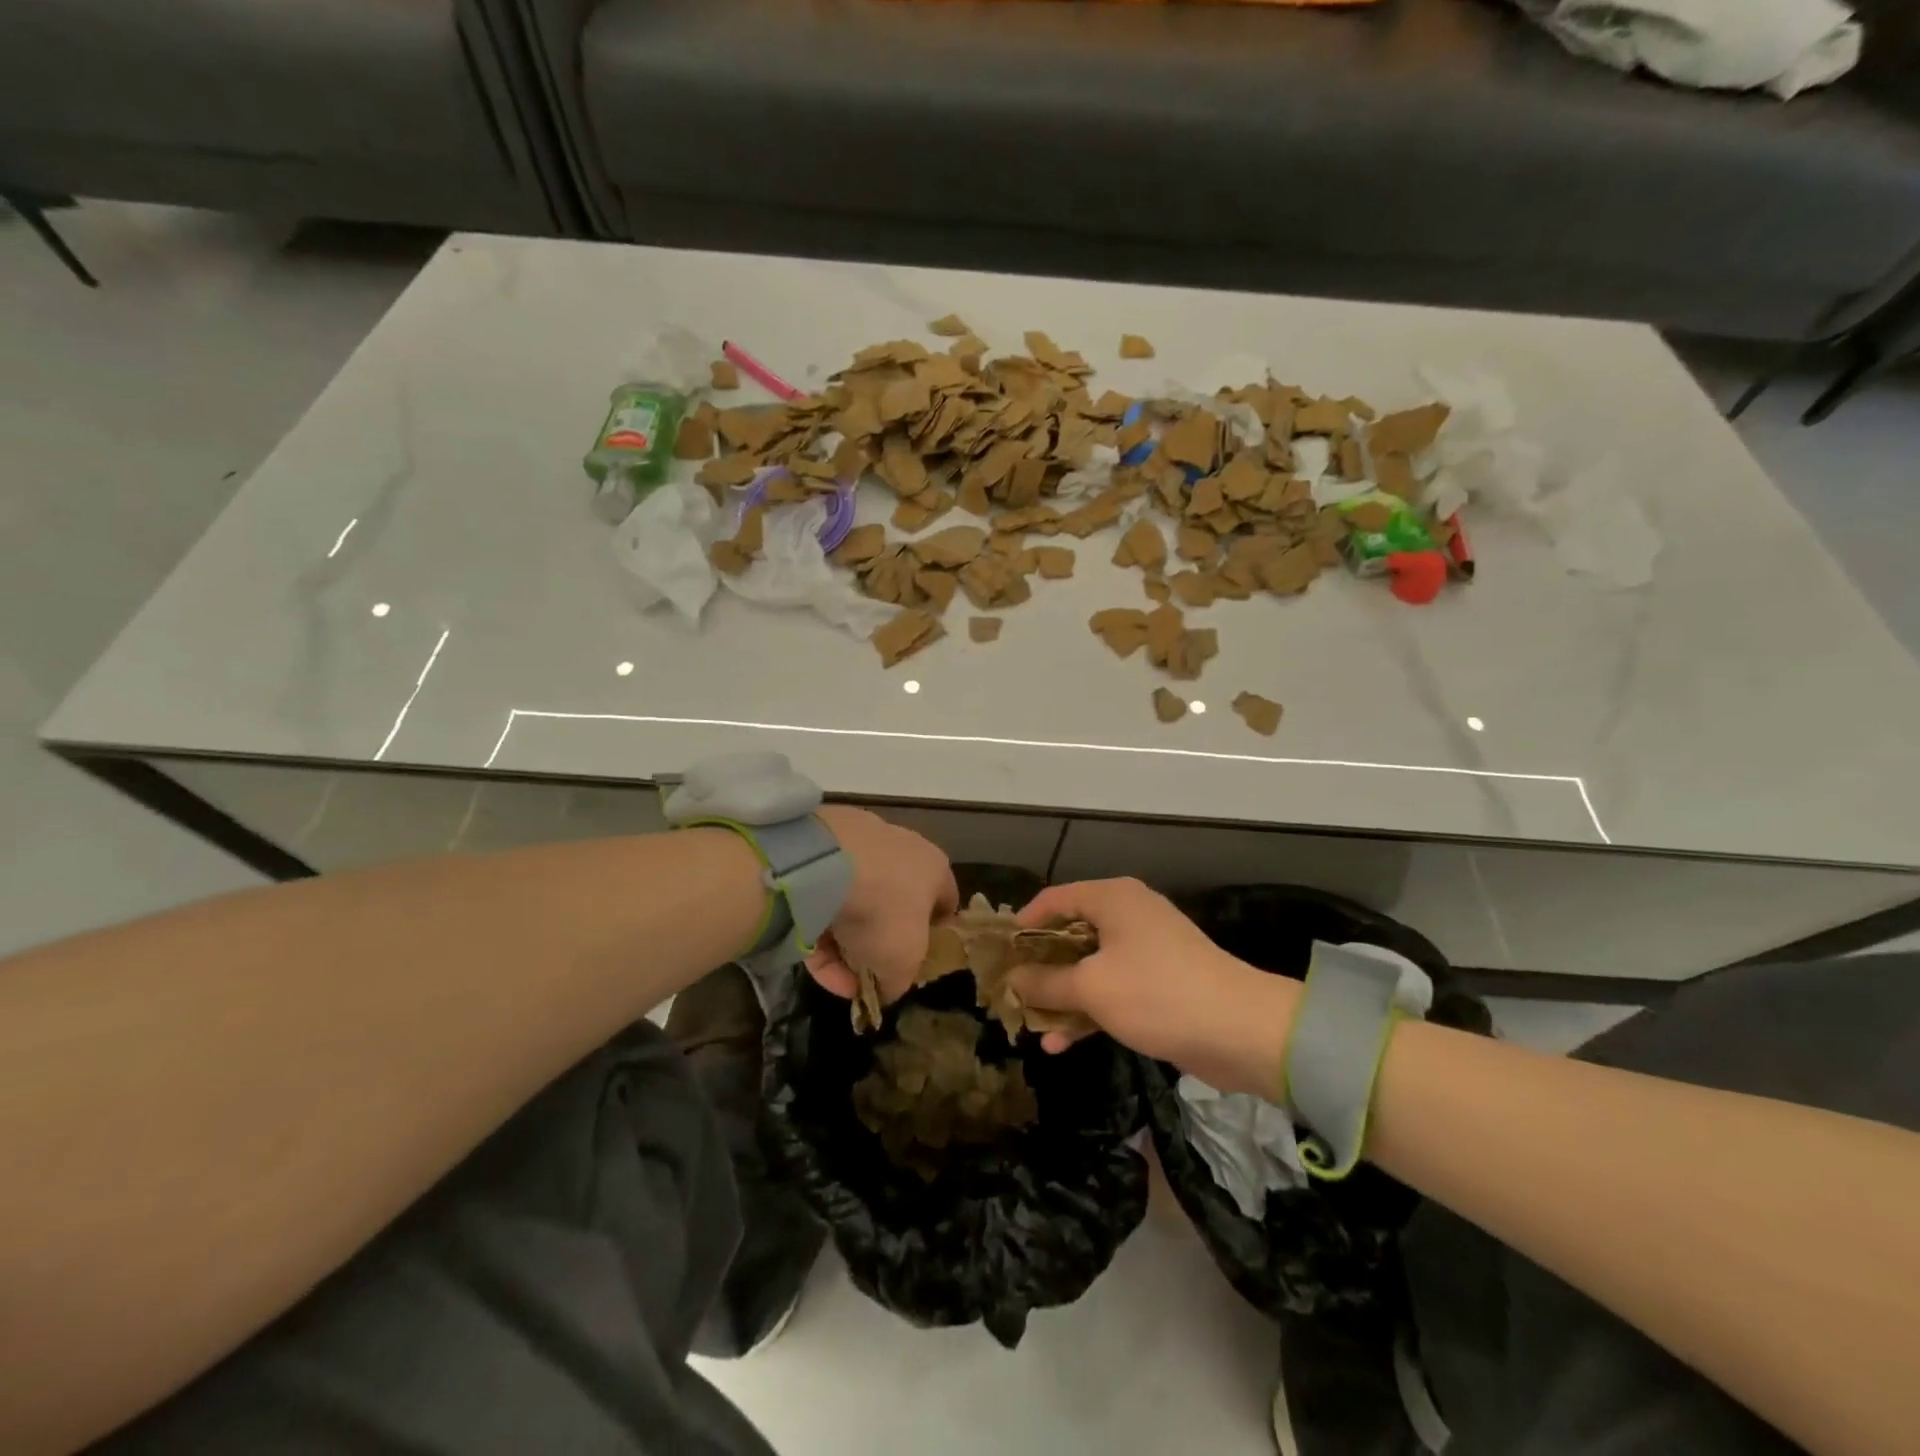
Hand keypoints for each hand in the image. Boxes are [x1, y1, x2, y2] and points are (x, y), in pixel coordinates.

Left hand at [804, 806, 957, 1006]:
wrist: (825, 865)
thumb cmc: (885, 911)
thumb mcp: (904, 963)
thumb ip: (899, 982)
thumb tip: (887, 988)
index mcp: (934, 868)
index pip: (944, 903)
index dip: (933, 938)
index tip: (916, 965)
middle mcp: (901, 852)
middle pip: (895, 906)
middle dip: (881, 944)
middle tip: (869, 974)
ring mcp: (857, 849)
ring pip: (856, 905)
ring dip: (847, 945)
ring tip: (839, 979)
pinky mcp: (818, 854)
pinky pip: (824, 901)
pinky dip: (822, 933)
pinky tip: (816, 963)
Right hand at [1011, 878, 1299, 1096]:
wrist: (1240, 1030)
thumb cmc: (1157, 993)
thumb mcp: (1092, 988)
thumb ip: (1047, 982)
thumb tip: (1013, 978)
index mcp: (1112, 899)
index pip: (1055, 899)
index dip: (1024, 924)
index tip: (999, 953)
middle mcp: (1128, 915)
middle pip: (1071, 934)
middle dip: (1040, 966)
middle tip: (1010, 991)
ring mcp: (1145, 950)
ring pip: (1090, 966)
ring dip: (1062, 995)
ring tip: (1030, 1024)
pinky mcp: (1159, 982)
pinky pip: (1112, 988)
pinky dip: (1088, 1010)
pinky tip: (1061, 1043)